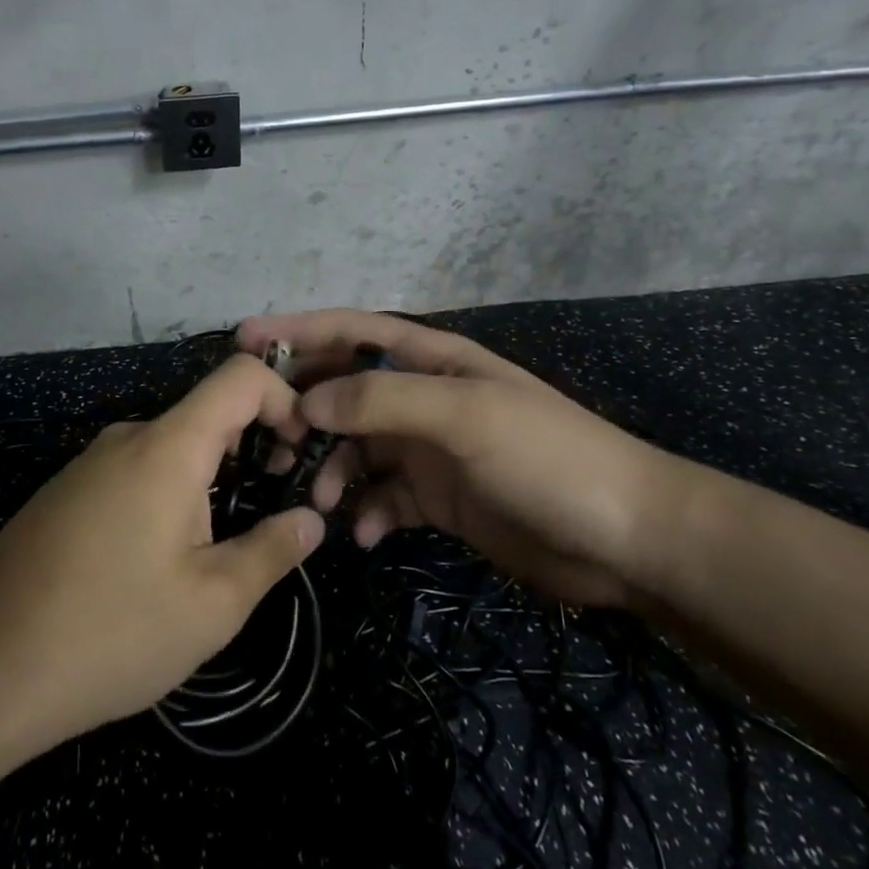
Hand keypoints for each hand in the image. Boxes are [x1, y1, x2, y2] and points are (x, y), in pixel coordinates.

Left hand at [0, 355, 325, 757]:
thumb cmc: (110, 630)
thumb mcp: (211, 605)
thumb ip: (271, 552)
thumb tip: (310, 520)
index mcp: (170, 446)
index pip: (240, 376)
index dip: (284, 398)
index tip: (300, 453)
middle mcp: (129, 438)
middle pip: (207, 415)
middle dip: (251, 451)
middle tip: (267, 516)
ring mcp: (90, 463)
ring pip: (171, 450)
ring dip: (208, 483)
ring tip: (212, 555)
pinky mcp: (66, 493)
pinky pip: (134, 474)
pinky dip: (167, 496)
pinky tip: (154, 566)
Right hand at [237, 310, 677, 608]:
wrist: (625, 538)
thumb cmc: (546, 457)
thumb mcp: (464, 415)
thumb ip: (382, 401)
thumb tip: (308, 401)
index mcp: (430, 360)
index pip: (351, 331)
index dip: (297, 331)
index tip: (242, 341)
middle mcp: (422, 397)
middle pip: (344, 390)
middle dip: (304, 409)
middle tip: (268, 441)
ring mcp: (428, 448)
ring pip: (356, 448)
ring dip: (332, 470)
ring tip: (320, 501)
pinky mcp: (436, 497)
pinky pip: (382, 496)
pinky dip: (365, 511)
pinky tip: (364, 534)